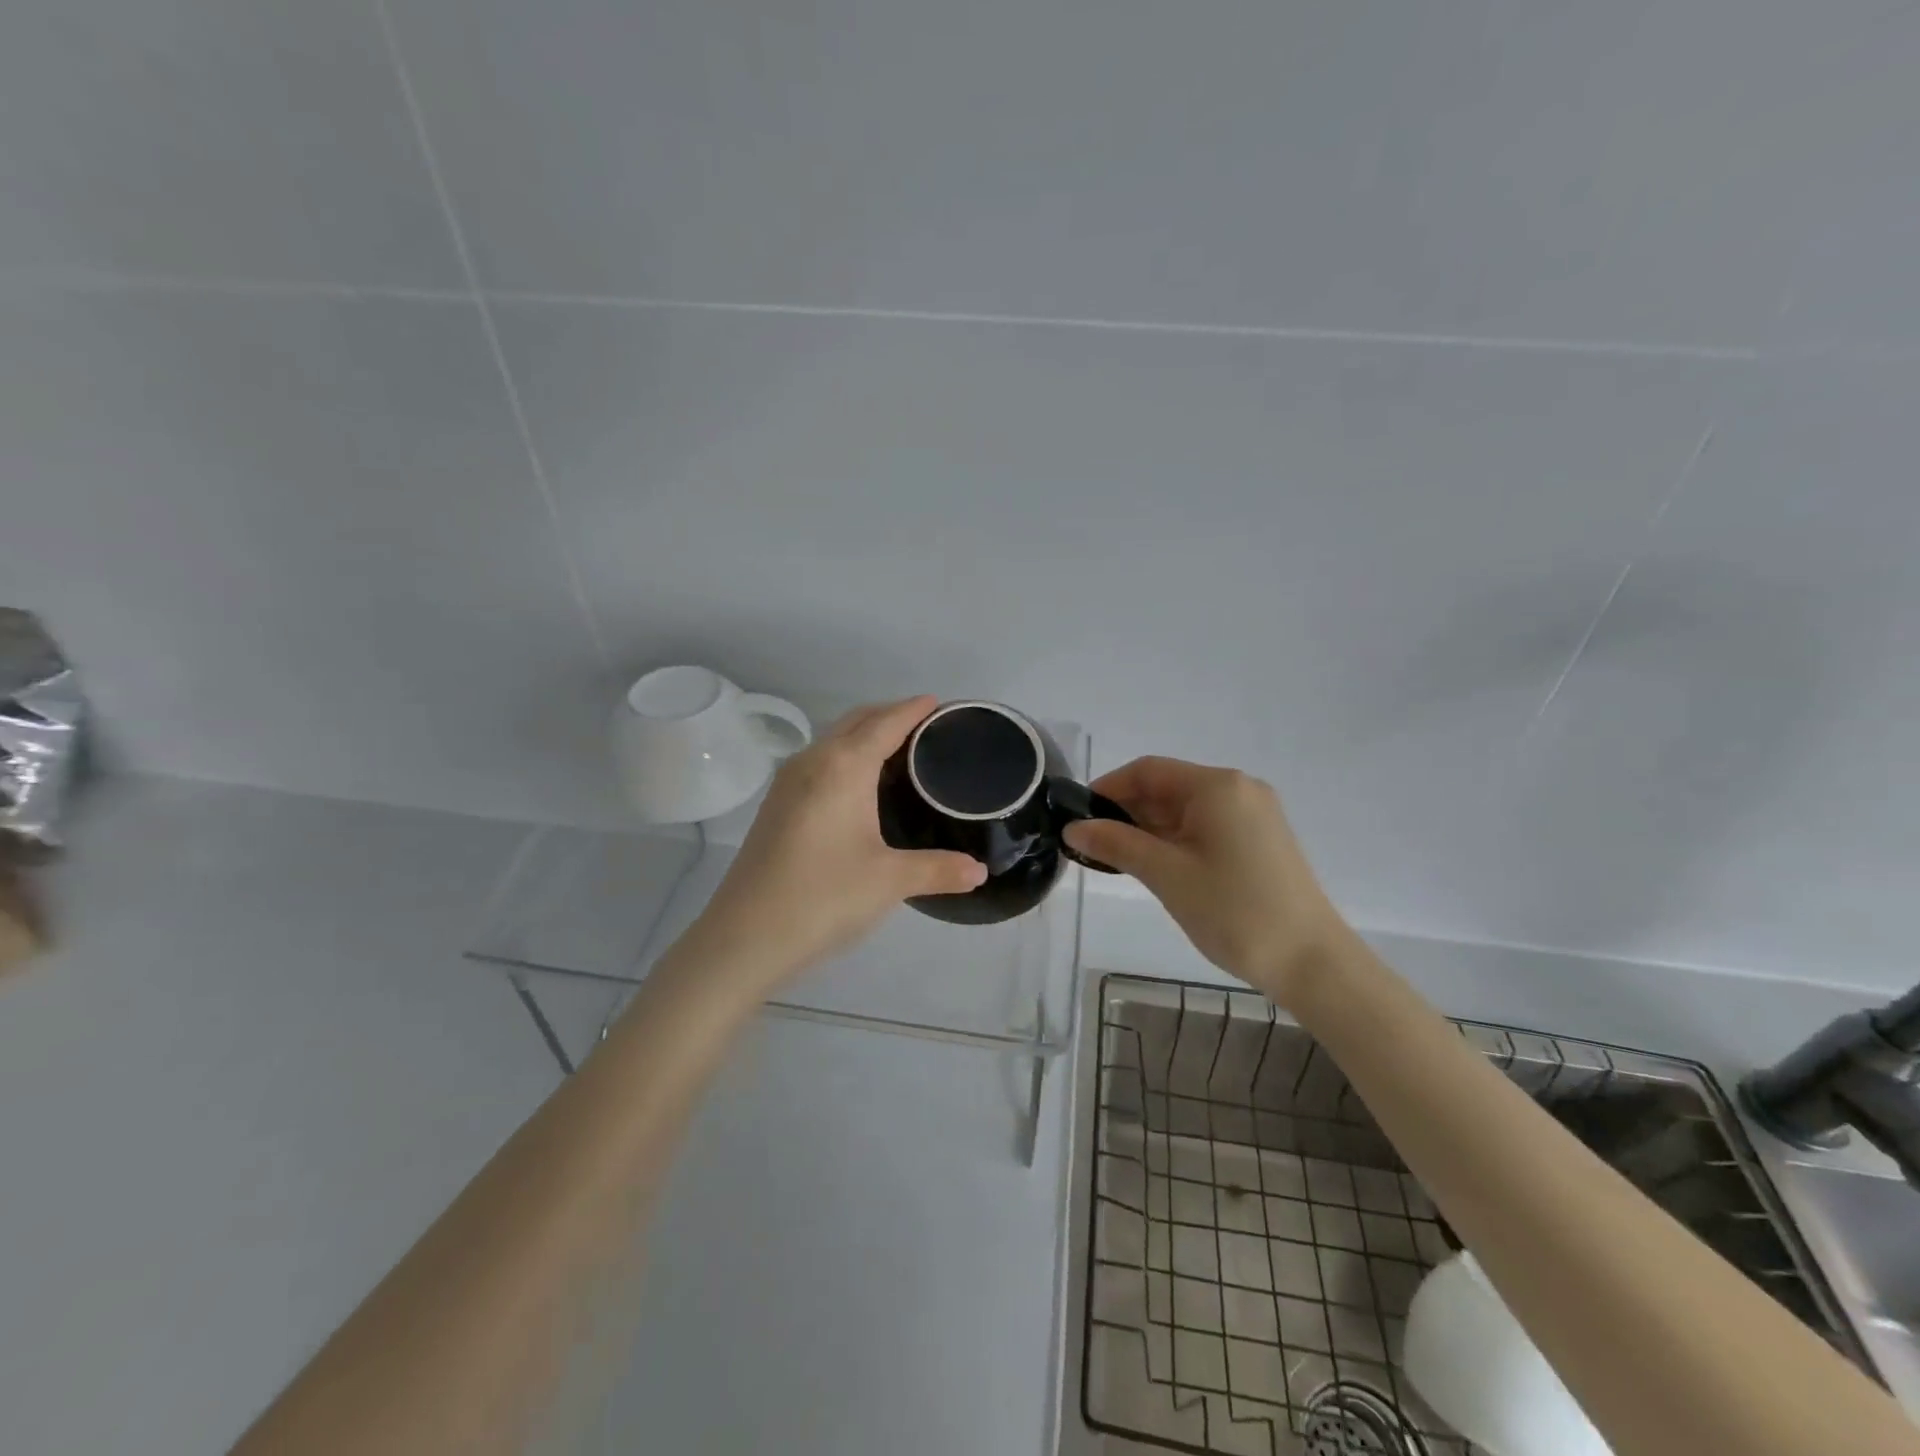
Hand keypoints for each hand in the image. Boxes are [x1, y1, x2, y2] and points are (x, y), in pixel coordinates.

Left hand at [693, 696, 987, 985]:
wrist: (744, 937)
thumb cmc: (823, 897)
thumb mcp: (889, 882)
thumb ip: (939, 870)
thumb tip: (980, 872)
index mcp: (843, 767)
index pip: (885, 722)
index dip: (913, 709)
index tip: (939, 702)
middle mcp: (813, 762)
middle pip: (856, 721)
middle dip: (890, 715)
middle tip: (927, 727)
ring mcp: (788, 783)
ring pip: (834, 741)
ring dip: (865, 735)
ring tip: (900, 752)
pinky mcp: (776, 806)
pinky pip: (820, 762)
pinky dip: (847, 757)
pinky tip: (861, 787)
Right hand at [1062, 757, 1347, 1001]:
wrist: (1312, 962)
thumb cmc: (1234, 911)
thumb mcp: (1167, 875)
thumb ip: (1116, 844)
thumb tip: (1073, 827)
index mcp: (1217, 786)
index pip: (1148, 770)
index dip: (1108, 788)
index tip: (1078, 817)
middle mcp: (1238, 789)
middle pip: (1167, 787)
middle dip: (1127, 812)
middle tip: (1092, 845)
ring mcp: (1253, 815)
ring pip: (1185, 809)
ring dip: (1148, 828)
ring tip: (1116, 859)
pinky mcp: (1260, 840)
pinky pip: (1205, 827)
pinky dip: (1175, 840)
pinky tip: (1155, 865)